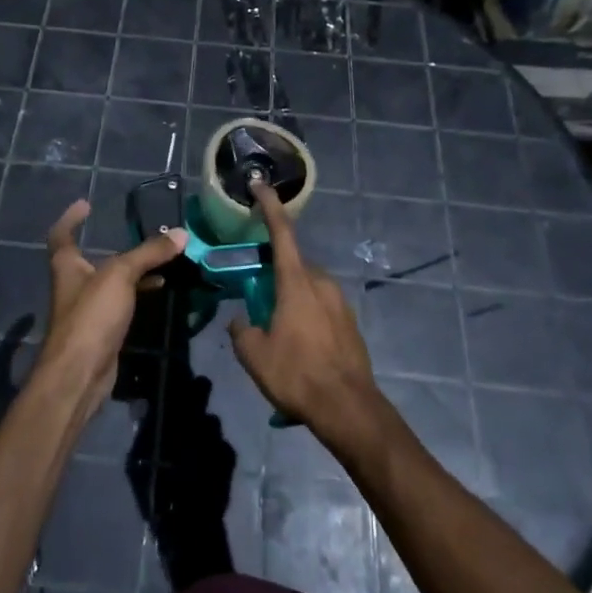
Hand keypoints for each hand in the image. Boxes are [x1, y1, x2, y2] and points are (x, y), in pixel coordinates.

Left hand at [40, 200, 186, 424]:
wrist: (80, 374)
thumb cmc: (91, 317)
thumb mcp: (120, 276)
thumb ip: (149, 253)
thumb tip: (181, 233)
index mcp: (67, 266)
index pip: (62, 235)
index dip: (70, 218)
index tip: (85, 204)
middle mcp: (74, 285)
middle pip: (91, 258)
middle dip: (113, 245)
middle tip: (140, 234)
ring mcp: (88, 310)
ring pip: (111, 282)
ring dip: (132, 270)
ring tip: (160, 258)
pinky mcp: (102, 331)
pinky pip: (122, 303)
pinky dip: (138, 293)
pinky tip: (159, 289)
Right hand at [230, 181, 378, 442]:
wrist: (348, 407)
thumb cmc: (297, 374)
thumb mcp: (254, 356)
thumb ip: (242, 331)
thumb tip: (241, 321)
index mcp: (296, 282)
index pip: (281, 232)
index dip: (269, 205)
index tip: (260, 184)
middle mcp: (321, 283)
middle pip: (293, 264)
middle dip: (274, 273)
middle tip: (256, 295)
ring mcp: (340, 301)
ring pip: (308, 287)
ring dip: (290, 297)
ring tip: (277, 329)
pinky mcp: (350, 321)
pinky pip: (321, 307)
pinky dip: (306, 314)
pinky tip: (299, 344)